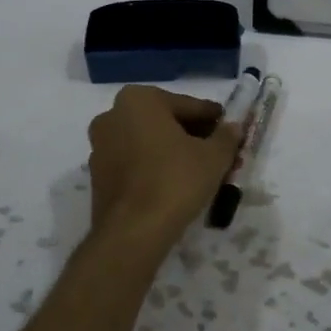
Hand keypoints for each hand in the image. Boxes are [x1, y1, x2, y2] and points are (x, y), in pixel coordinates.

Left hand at [87, 85, 242, 240]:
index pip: (188, 105)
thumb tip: (233, 127)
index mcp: (139, 99)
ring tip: (201, 171)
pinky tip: (176, 184)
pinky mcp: (98, 174)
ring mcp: (100, 145)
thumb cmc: (175, 181)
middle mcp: (113, 115)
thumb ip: (226, 136)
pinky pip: (135, 162)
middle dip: (193, 136)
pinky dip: (155, 167)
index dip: (213, 119)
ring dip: (174, 152)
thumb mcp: (214, 157)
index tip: (230, 130)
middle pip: (165, 122)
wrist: (133, 231)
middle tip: (219, 153)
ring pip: (149, 142)